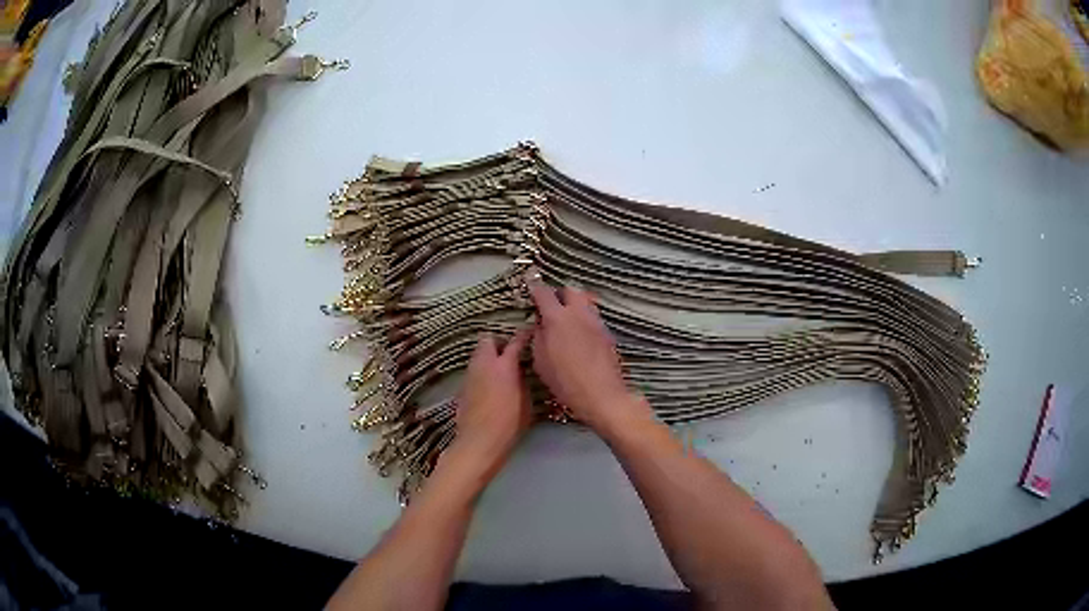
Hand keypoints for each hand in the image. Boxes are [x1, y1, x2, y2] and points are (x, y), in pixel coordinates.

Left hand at [448, 330, 531, 480]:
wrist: (478, 443)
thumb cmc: (508, 425)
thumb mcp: (526, 404)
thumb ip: (523, 383)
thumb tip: (521, 374)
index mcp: (504, 367)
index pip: (515, 341)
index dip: (523, 335)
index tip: (530, 332)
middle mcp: (483, 365)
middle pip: (487, 339)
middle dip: (498, 341)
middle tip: (510, 351)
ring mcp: (470, 375)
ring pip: (478, 355)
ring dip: (488, 357)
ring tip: (501, 368)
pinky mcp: (462, 387)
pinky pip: (473, 371)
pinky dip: (481, 372)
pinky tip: (490, 386)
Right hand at [528, 282, 652, 433]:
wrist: (601, 394)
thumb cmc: (564, 381)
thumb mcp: (540, 361)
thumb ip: (538, 337)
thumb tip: (540, 324)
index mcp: (558, 318)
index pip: (544, 293)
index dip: (534, 287)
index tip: (529, 286)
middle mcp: (579, 313)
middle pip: (570, 290)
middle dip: (559, 293)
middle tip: (550, 305)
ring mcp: (596, 322)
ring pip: (585, 301)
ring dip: (574, 304)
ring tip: (566, 318)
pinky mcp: (607, 333)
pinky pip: (593, 316)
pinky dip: (584, 318)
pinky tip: (579, 334)